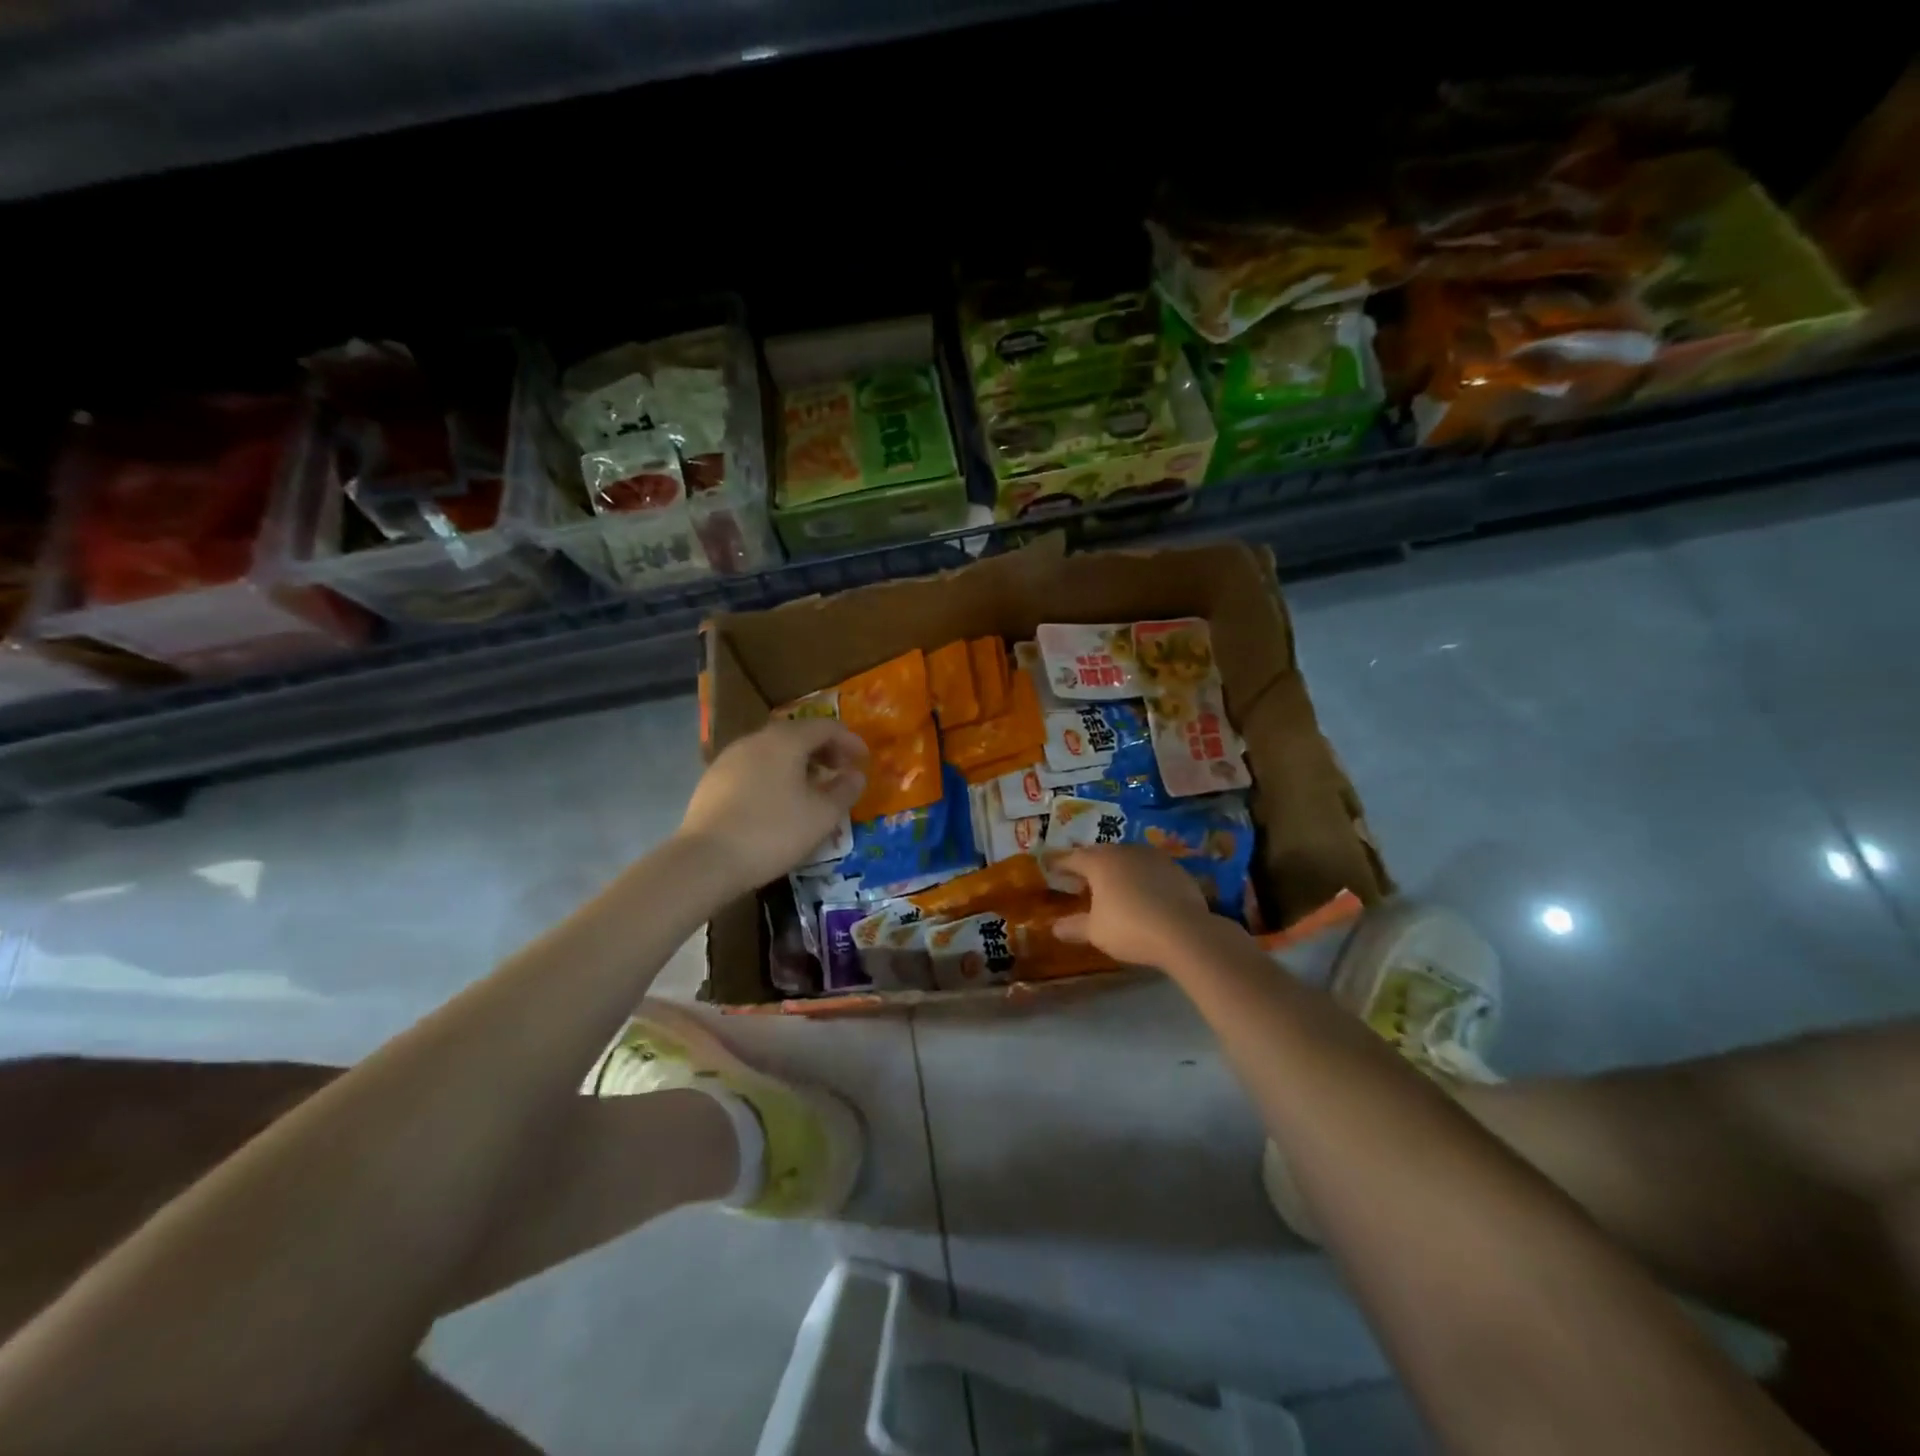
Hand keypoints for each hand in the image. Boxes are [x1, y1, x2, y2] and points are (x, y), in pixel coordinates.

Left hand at [677, 718, 867, 889]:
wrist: (706, 860)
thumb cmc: (773, 832)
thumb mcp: (821, 816)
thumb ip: (844, 791)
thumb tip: (855, 775)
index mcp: (786, 740)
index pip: (826, 727)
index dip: (850, 740)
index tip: (864, 760)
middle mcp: (756, 739)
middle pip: (797, 734)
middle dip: (824, 750)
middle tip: (841, 771)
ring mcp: (730, 758)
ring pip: (773, 750)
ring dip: (798, 762)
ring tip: (812, 788)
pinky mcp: (713, 780)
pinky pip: (754, 767)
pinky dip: (775, 774)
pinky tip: (778, 801)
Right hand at [1052, 845, 1217, 967]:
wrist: (1185, 932)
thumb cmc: (1130, 928)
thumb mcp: (1096, 932)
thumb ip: (1073, 927)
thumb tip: (1055, 928)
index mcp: (1099, 861)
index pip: (1071, 858)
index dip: (1058, 863)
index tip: (1049, 866)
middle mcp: (1123, 851)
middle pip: (1099, 854)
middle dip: (1088, 866)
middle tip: (1080, 881)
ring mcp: (1152, 856)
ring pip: (1126, 859)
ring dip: (1116, 870)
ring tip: (1112, 887)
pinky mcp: (1175, 868)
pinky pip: (1149, 869)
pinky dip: (1141, 878)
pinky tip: (1143, 894)